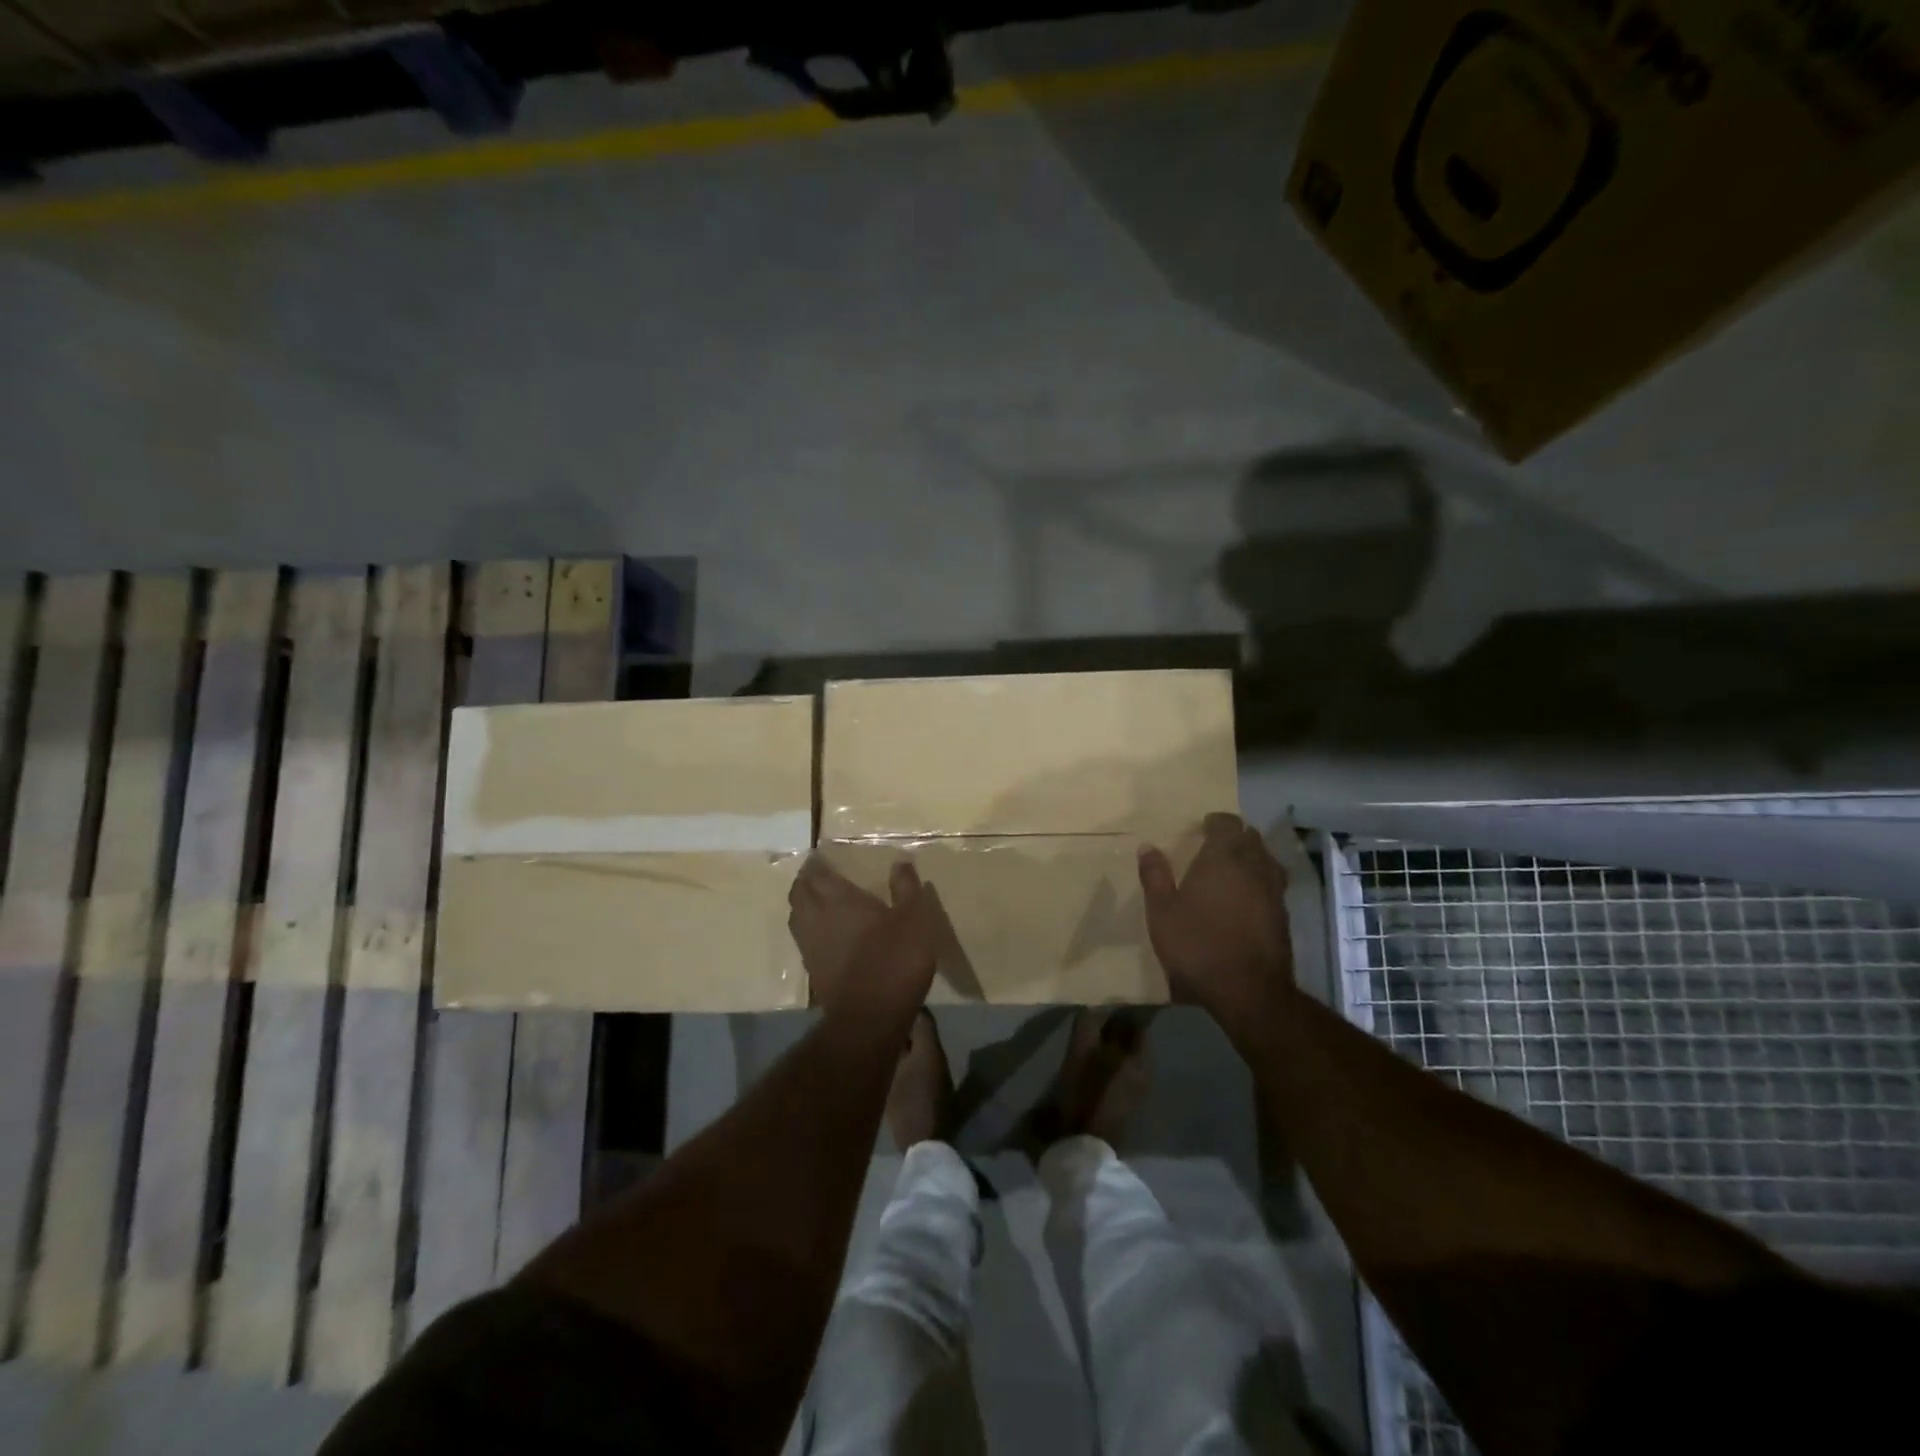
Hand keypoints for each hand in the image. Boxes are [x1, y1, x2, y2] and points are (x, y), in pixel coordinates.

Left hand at [789, 855, 941, 1023]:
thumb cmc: (894, 960)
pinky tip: (825, 932)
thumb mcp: (914, 918)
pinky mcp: (813, 971)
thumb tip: (900, 862)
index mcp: (838, 898)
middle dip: (806, 880)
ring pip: (797, 915)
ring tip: (819, 899)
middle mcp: (816, 917)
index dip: (817, 862)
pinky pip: (804, 938)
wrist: (870, 1019)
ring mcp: (810, 946)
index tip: (822, 854)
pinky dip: (810, 928)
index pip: (817, 872)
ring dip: (804, 903)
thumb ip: (906, 888)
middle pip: (800, 892)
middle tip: (819, 874)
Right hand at [1138, 813, 1293, 1040]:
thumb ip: (1155, 876)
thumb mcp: (1162, 912)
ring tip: (1234, 868)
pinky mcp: (1283, 915)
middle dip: (1235, 837)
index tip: (1203, 827)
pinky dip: (1261, 881)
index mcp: (1223, 858)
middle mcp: (1253, 867)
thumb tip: (1147, 847)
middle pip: (1251, 838)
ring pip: (1267, 860)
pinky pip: (1273, 884)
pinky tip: (1247, 897)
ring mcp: (1273, 891)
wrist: (1248, 990)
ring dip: (1252, 857)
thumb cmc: (1197, 944)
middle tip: (1215, 845)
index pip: (1227, 824)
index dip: (1216, 822)